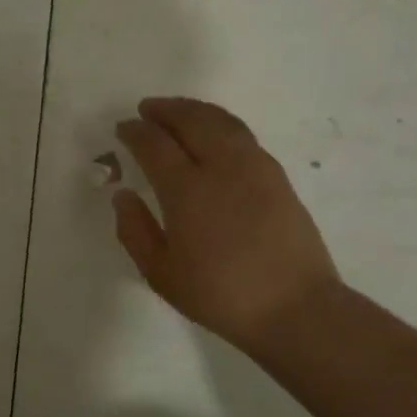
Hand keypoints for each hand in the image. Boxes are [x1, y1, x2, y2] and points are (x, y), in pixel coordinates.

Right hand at [112, 97, 341, 351]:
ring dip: (194, 110)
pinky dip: (219, 123)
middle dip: (165, 110)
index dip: (135, 132)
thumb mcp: (161, 273)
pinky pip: (242, 135)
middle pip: (191, 121)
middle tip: (146, 109)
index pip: (154, 144)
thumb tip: (122, 194)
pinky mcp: (277, 176)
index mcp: (187, 190)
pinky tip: (213, 134)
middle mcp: (221, 167)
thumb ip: (135, 230)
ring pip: (221, 121)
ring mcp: (254, 168)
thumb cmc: (219, 294)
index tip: (122, 128)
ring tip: (178, 112)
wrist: (294, 307)